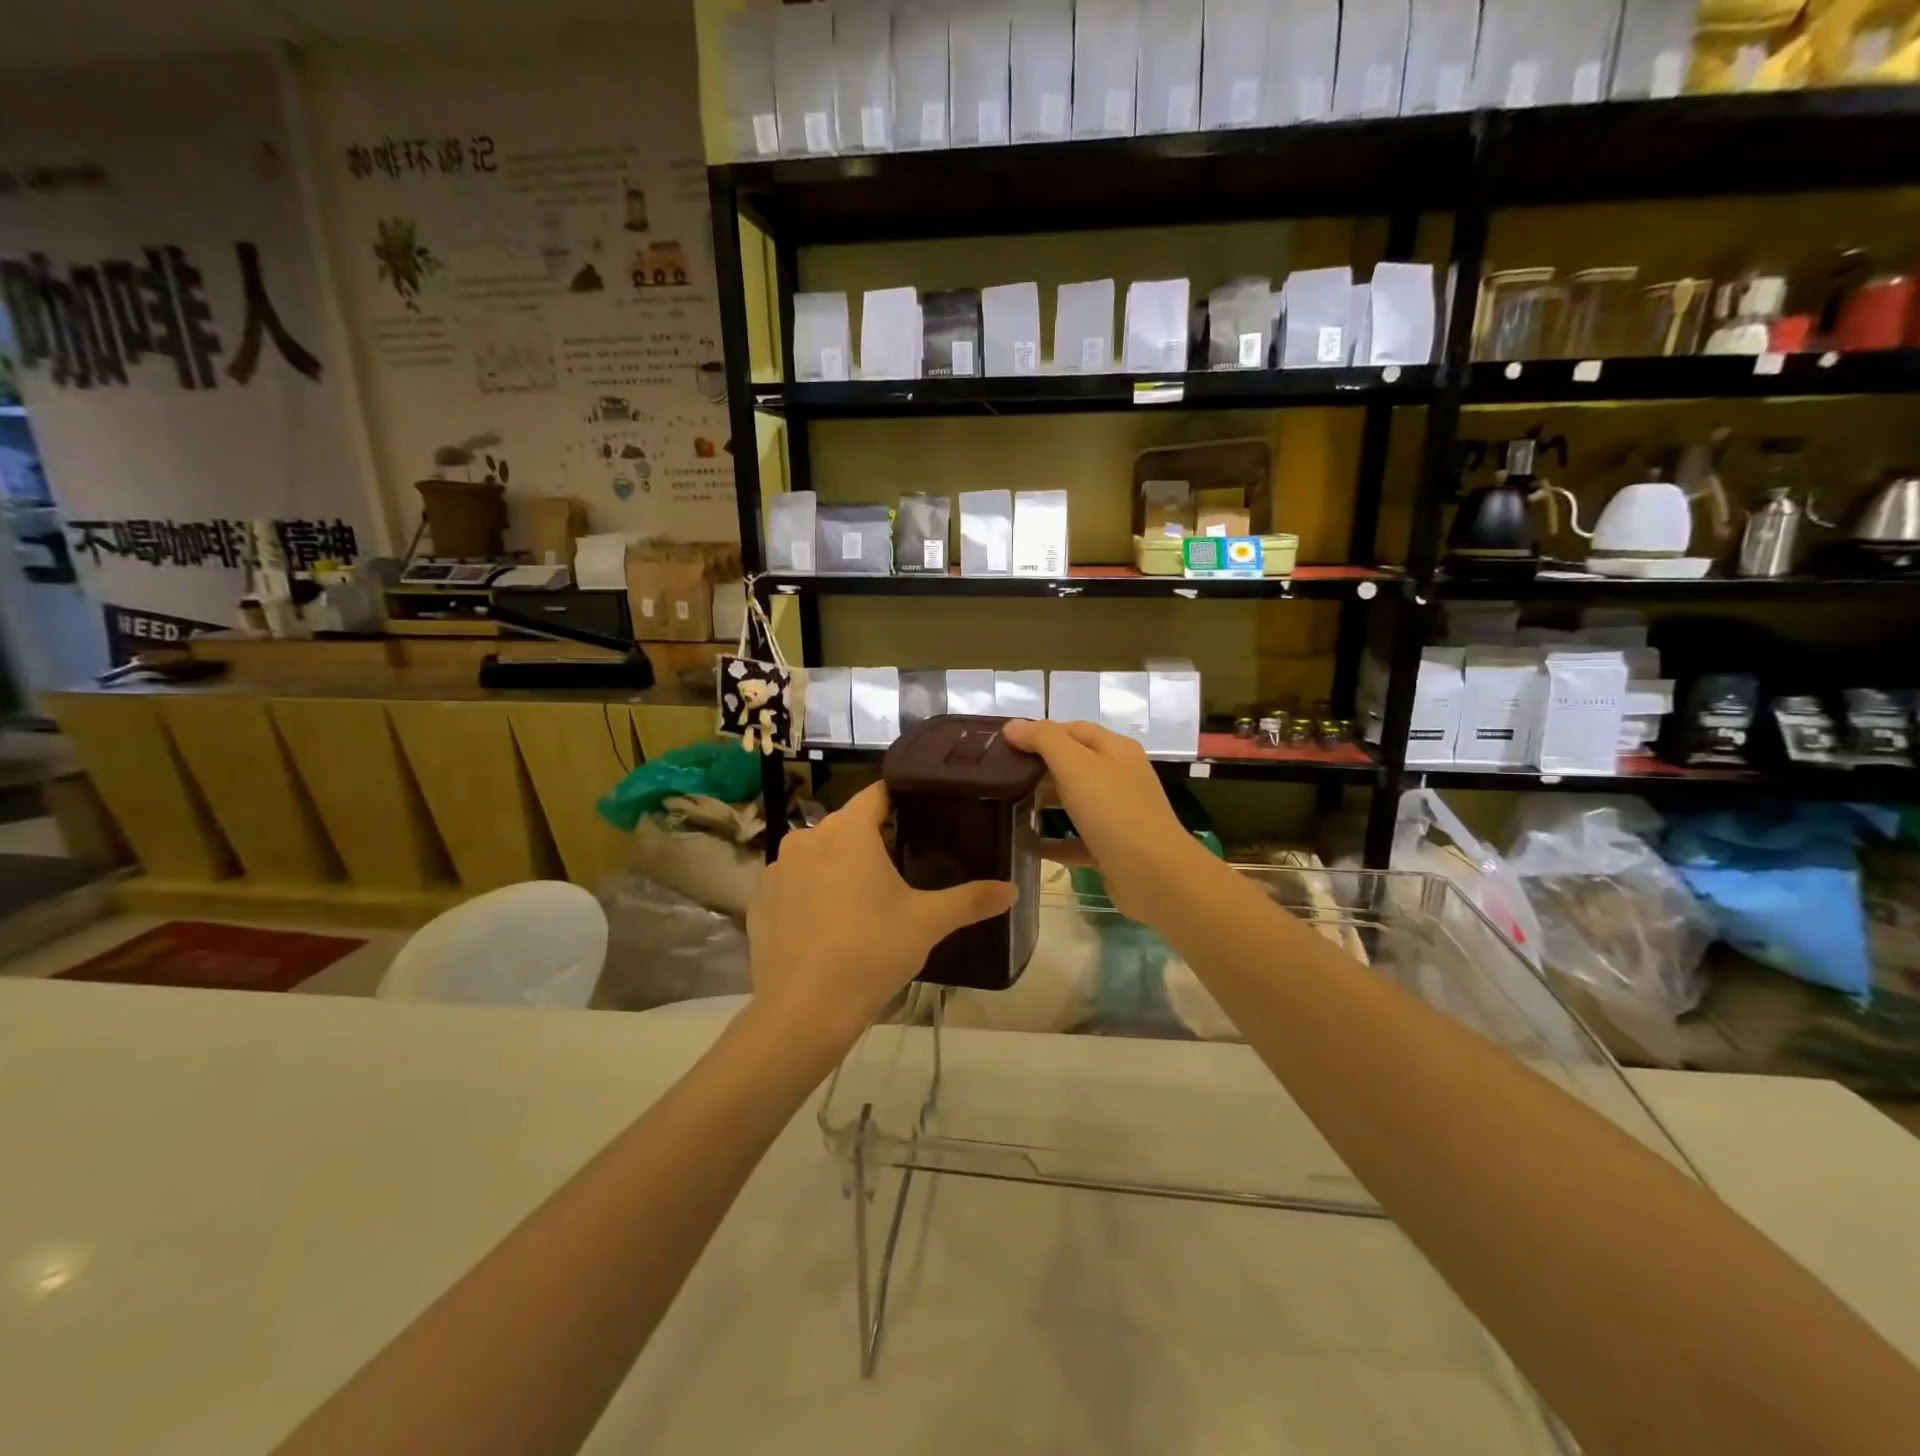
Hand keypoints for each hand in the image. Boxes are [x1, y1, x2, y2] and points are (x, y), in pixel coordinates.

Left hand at [746, 782, 1014, 1050]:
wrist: (804, 1011)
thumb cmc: (871, 952)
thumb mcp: (928, 923)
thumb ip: (972, 900)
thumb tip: (1013, 890)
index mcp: (847, 831)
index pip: (877, 793)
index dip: (900, 799)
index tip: (922, 814)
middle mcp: (806, 837)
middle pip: (846, 824)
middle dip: (872, 838)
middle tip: (901, 866)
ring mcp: (776, 869)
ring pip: (817, 853)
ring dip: (838, 864)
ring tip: (863, 898)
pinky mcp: (760, 900)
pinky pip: (793, 882)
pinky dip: (810, 891)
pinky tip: (827, 923)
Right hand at [1001, 719, 1210, 926]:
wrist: (1153, 875)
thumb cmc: (1113, 811)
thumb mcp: (1076, 765)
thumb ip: (1043, 740)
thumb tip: (1012, 726)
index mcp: (1115, 750)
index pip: (1072, 729)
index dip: (1039, 732)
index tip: (1003, 745)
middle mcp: (1118, 777)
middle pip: (1073, 764)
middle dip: (1037, 767)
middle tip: (999, 776)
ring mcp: (1116, 814)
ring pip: (1073, 801)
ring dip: (1043, 803)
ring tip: (1006, 806)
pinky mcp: (1110, 848)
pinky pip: (1075, 839)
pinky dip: (1052, 841)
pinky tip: (1026, 845)